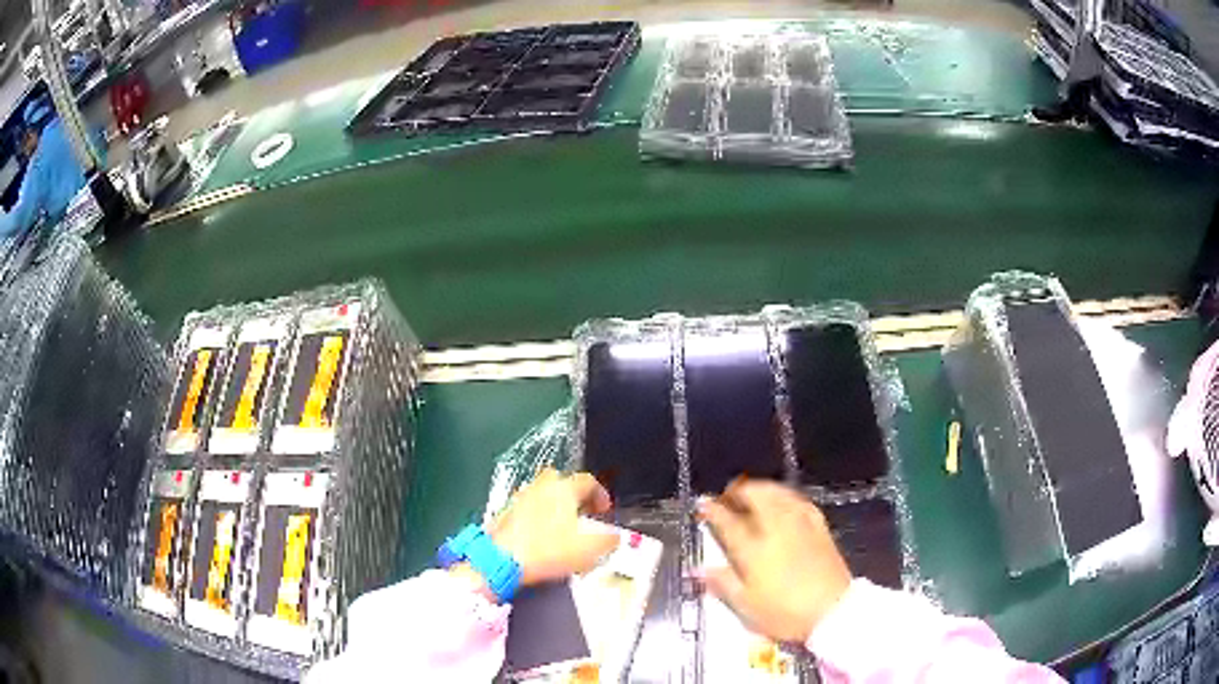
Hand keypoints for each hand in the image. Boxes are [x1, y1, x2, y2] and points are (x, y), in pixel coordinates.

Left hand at [489, 468, 619, 587]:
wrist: (502, 559)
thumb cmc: (549, 549)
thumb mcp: (590, 549)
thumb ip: (608, 540)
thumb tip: (615, 536)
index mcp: (564, 489)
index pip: (588, 481)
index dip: (600, 494)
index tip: (605, 509)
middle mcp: (541, 487)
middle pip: (560, 480)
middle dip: (573, 493)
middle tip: (582, 511)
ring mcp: (520, 498)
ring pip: (541, 493)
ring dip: (553, 504)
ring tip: (562, 525)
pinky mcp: (505, 513)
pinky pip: (527, 508)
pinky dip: (537, 516)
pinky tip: (541, 535)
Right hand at [698, 479, 851, 643]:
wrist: (832, 610)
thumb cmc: (784, 612)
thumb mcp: (746, 606)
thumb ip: (722, 584)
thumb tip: (699, 570)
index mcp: (754, 549)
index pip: (728, 522)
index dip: (713, 510)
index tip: (703, 504)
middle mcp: (776, 529)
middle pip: (757, 497)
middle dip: (739, 491)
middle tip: (729, 495)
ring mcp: (800, 525)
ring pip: (779, 494)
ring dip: (762, 488)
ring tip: (753, 492)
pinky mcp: (819, 528)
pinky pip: (800, 502)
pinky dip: (786, 496)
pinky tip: (784, 500)